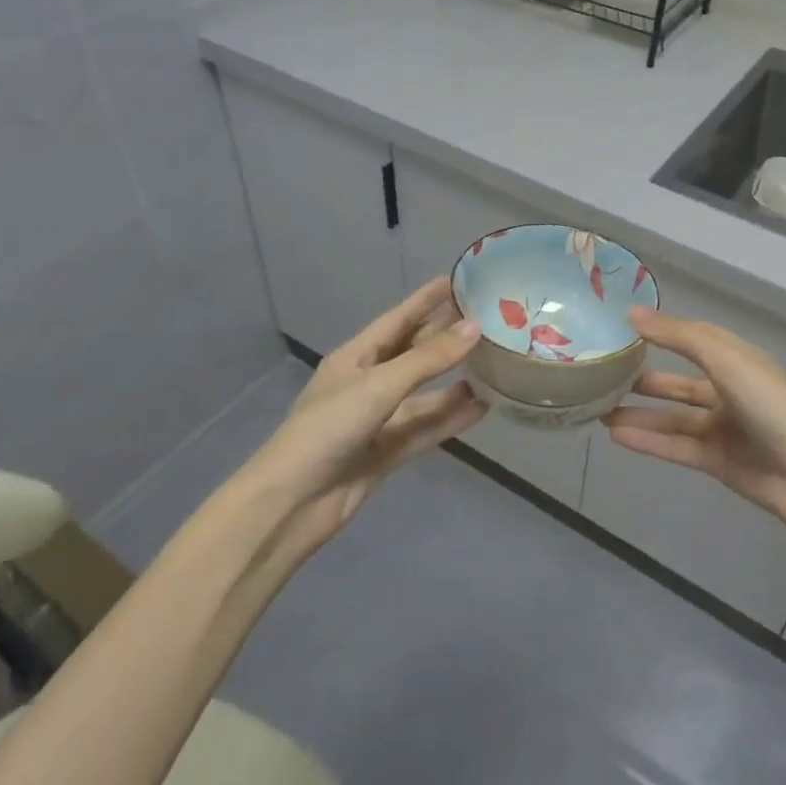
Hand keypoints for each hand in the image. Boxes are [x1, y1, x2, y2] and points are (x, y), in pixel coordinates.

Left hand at [238, 278, 485, 561]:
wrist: (292, 503)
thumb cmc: (328, 428)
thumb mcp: (380, 385)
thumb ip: (429, 358)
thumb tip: (475, 327)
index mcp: (355, 358)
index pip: (397, 320)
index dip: (425, 300)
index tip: (456, 280)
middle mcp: (367, 384)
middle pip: (413, 354)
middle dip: (445, 338)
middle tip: (486, 319)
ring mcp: (377, 420)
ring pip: (423, 395)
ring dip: (453, 382)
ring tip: (493, 366)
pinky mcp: (387, 453)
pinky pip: (425, 429)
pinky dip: (450, 419)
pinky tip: (481, 409)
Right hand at [603, 308, 785, 542]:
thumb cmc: (770, 404)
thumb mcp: (724, 359)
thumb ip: (678, 336)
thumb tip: (631, 313)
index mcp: (735, 359)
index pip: (690, 338)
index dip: (659, 332)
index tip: (619, 328)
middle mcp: (727, 389)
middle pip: (678, 381)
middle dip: (644, 378)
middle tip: (603, 375)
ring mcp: (722, 427)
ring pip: (671, 416)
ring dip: (638, 412)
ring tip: (598, 407)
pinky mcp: (715, 460)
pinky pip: (674, 445)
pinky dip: (647, 440)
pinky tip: (615, 434)